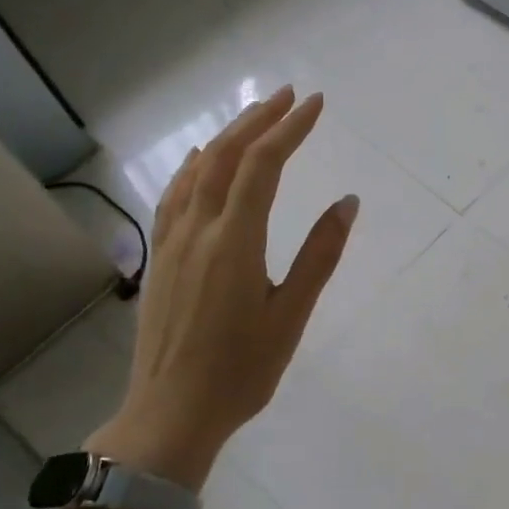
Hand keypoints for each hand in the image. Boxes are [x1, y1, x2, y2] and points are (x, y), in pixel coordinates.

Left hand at [86, 87, 356, 489]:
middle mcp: (197, 230)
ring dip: (227, 136)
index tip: (316, 104)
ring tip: (254, 116)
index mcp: (234, 242)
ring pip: (196, 170)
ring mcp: (172, 242)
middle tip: (289, 95)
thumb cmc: (241, 370)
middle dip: (259, 119)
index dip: (290, 129)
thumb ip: (319, 255)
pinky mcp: (160, 257)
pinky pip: (175, 194)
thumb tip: (348, 202)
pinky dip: (194, 166)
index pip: (263, 166)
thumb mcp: (291, 316)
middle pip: (226, 156)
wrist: (171, 412)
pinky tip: (200, 161)